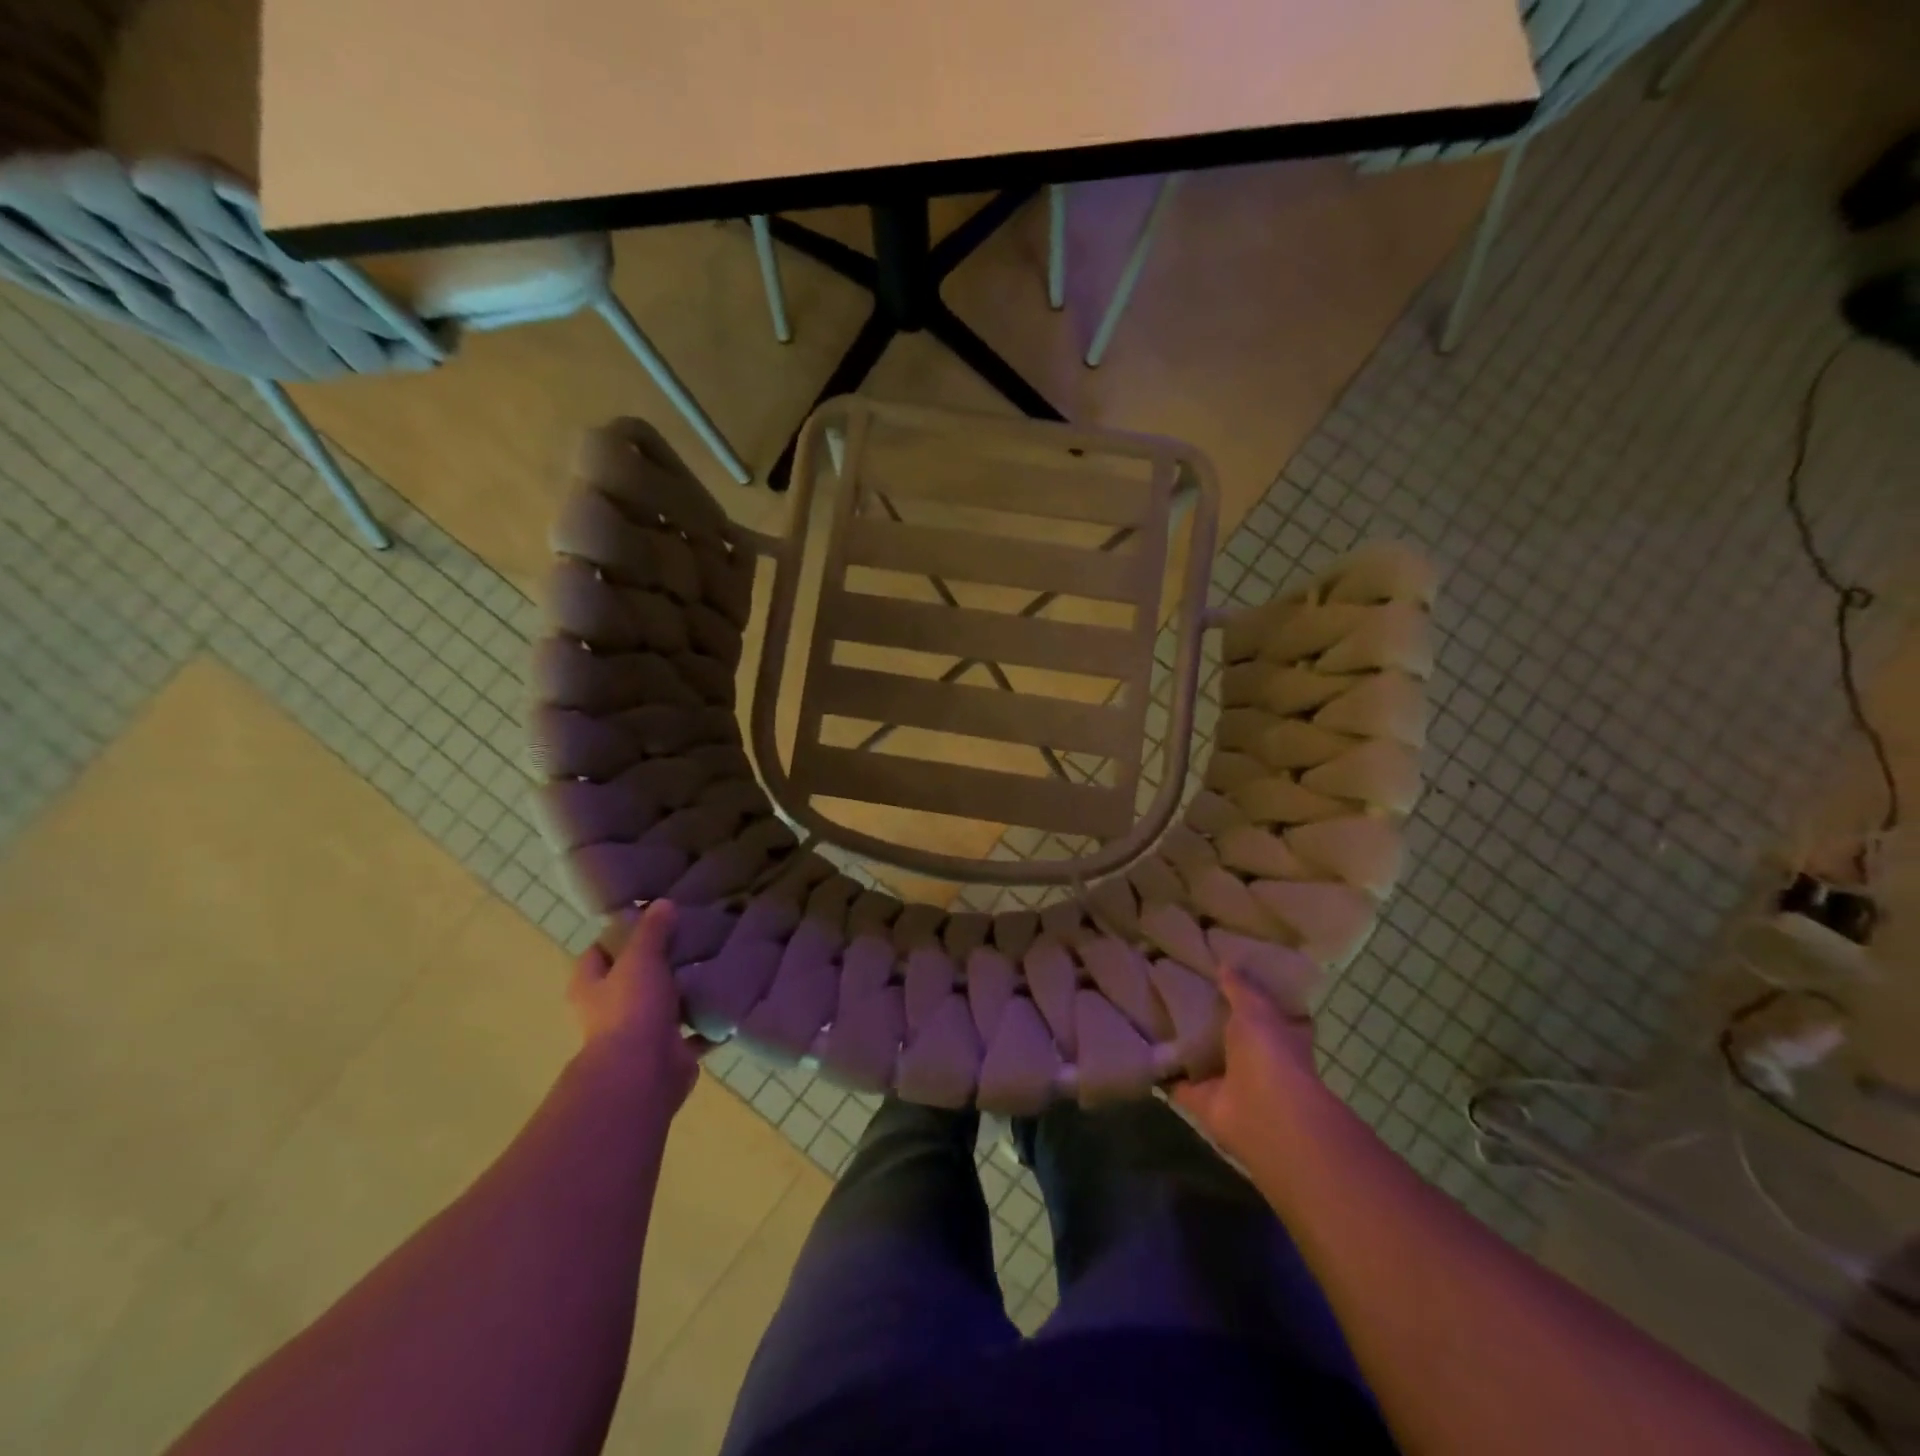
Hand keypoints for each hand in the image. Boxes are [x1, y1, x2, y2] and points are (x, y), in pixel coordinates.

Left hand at [568, 900, 706, 1111]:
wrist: (642, 1074)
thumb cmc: (631, 1008)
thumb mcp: (640, 958)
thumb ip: (652, 930)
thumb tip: (662, 903)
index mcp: (591, 987)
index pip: (598, 952)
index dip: (619, 935)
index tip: (650, 917)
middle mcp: (610, 1011)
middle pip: (634, 978)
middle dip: (659, 962)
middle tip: (691, 936)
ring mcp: (640, 1034)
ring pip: (666, 1006)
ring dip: (686, 993)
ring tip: (715, 963)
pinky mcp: (670, 1053)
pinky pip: (694, 1034)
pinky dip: (709, 1023)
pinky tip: (730, 1001)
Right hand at [1172, 966, 1327, 1164]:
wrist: (1263, 1115)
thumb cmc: (1270, 1054)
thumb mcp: (1255, 1008)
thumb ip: (1239, 987)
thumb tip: (1225, 963)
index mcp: (1279, 1036)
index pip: (1266, 1011)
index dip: (1248, 996)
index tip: (1223, 975)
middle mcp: (1256, 1060)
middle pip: (1231, 1036)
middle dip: (1211, 1019)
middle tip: (1178, 988)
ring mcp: (1229, 1083)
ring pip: (1204, 1059)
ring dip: (1185, 1045)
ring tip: (1153, 1013)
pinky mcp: (1202, 1101)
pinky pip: (1177, 1081)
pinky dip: (1162, 1071)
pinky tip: (1141, 1048)